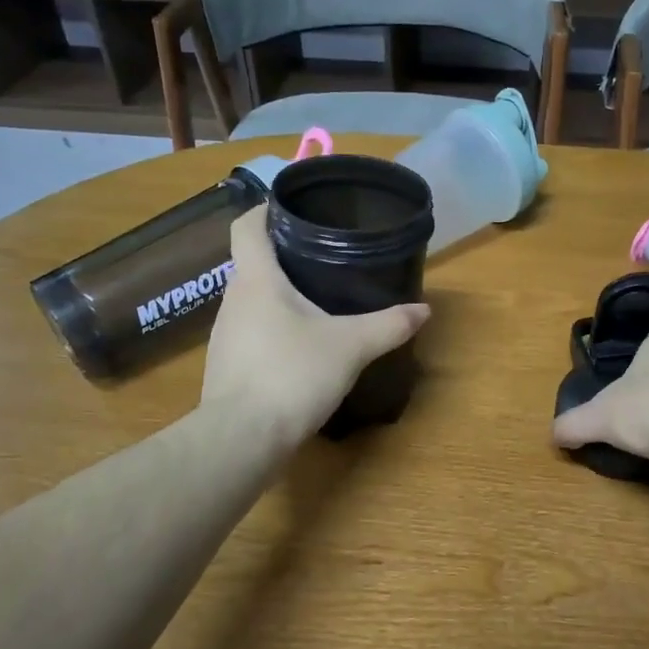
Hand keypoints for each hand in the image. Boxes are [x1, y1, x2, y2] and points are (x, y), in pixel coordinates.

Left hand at [203, 206, 430, 445]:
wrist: (242, 440)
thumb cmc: (292, 374)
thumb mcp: (351, 346)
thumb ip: (389, 325)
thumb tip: (423, 310)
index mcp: (257, 279)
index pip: (246, 225)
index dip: (265, 209)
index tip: (293, 209)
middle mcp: (233, 300)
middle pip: (253, 262)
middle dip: (284, 255)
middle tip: (324, 255)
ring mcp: (225, 335)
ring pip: (253, 300)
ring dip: (280, 295)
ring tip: (318, 299)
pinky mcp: (227, 366)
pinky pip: (252, 332)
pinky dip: (275, 328)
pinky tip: (301, 346)